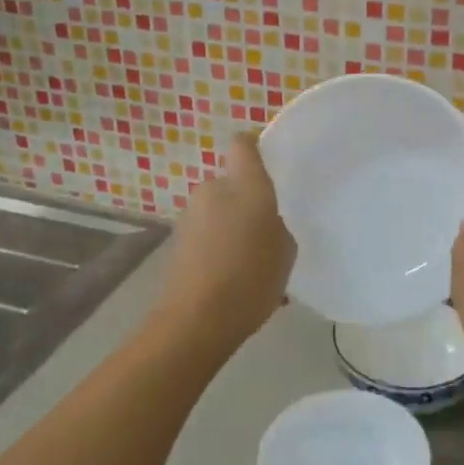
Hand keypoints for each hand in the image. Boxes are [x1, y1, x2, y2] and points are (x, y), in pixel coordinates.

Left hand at [156, 131, 296, 353]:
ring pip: (220, 209)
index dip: (256, 144)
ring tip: (254, 260)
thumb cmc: (250, 278)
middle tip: (269, 227)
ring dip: (234, 225)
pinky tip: (234, 277)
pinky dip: (220, 245)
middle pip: (233, 182)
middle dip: (248, 199)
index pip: (243, 143)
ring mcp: (190, 215)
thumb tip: (265, 220)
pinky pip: (208, 233)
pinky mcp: (178, 241)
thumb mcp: (286, 250)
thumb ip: (278, 223)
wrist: (196, 320)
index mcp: (244, 185)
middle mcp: (213, 190)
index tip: (272, 160)